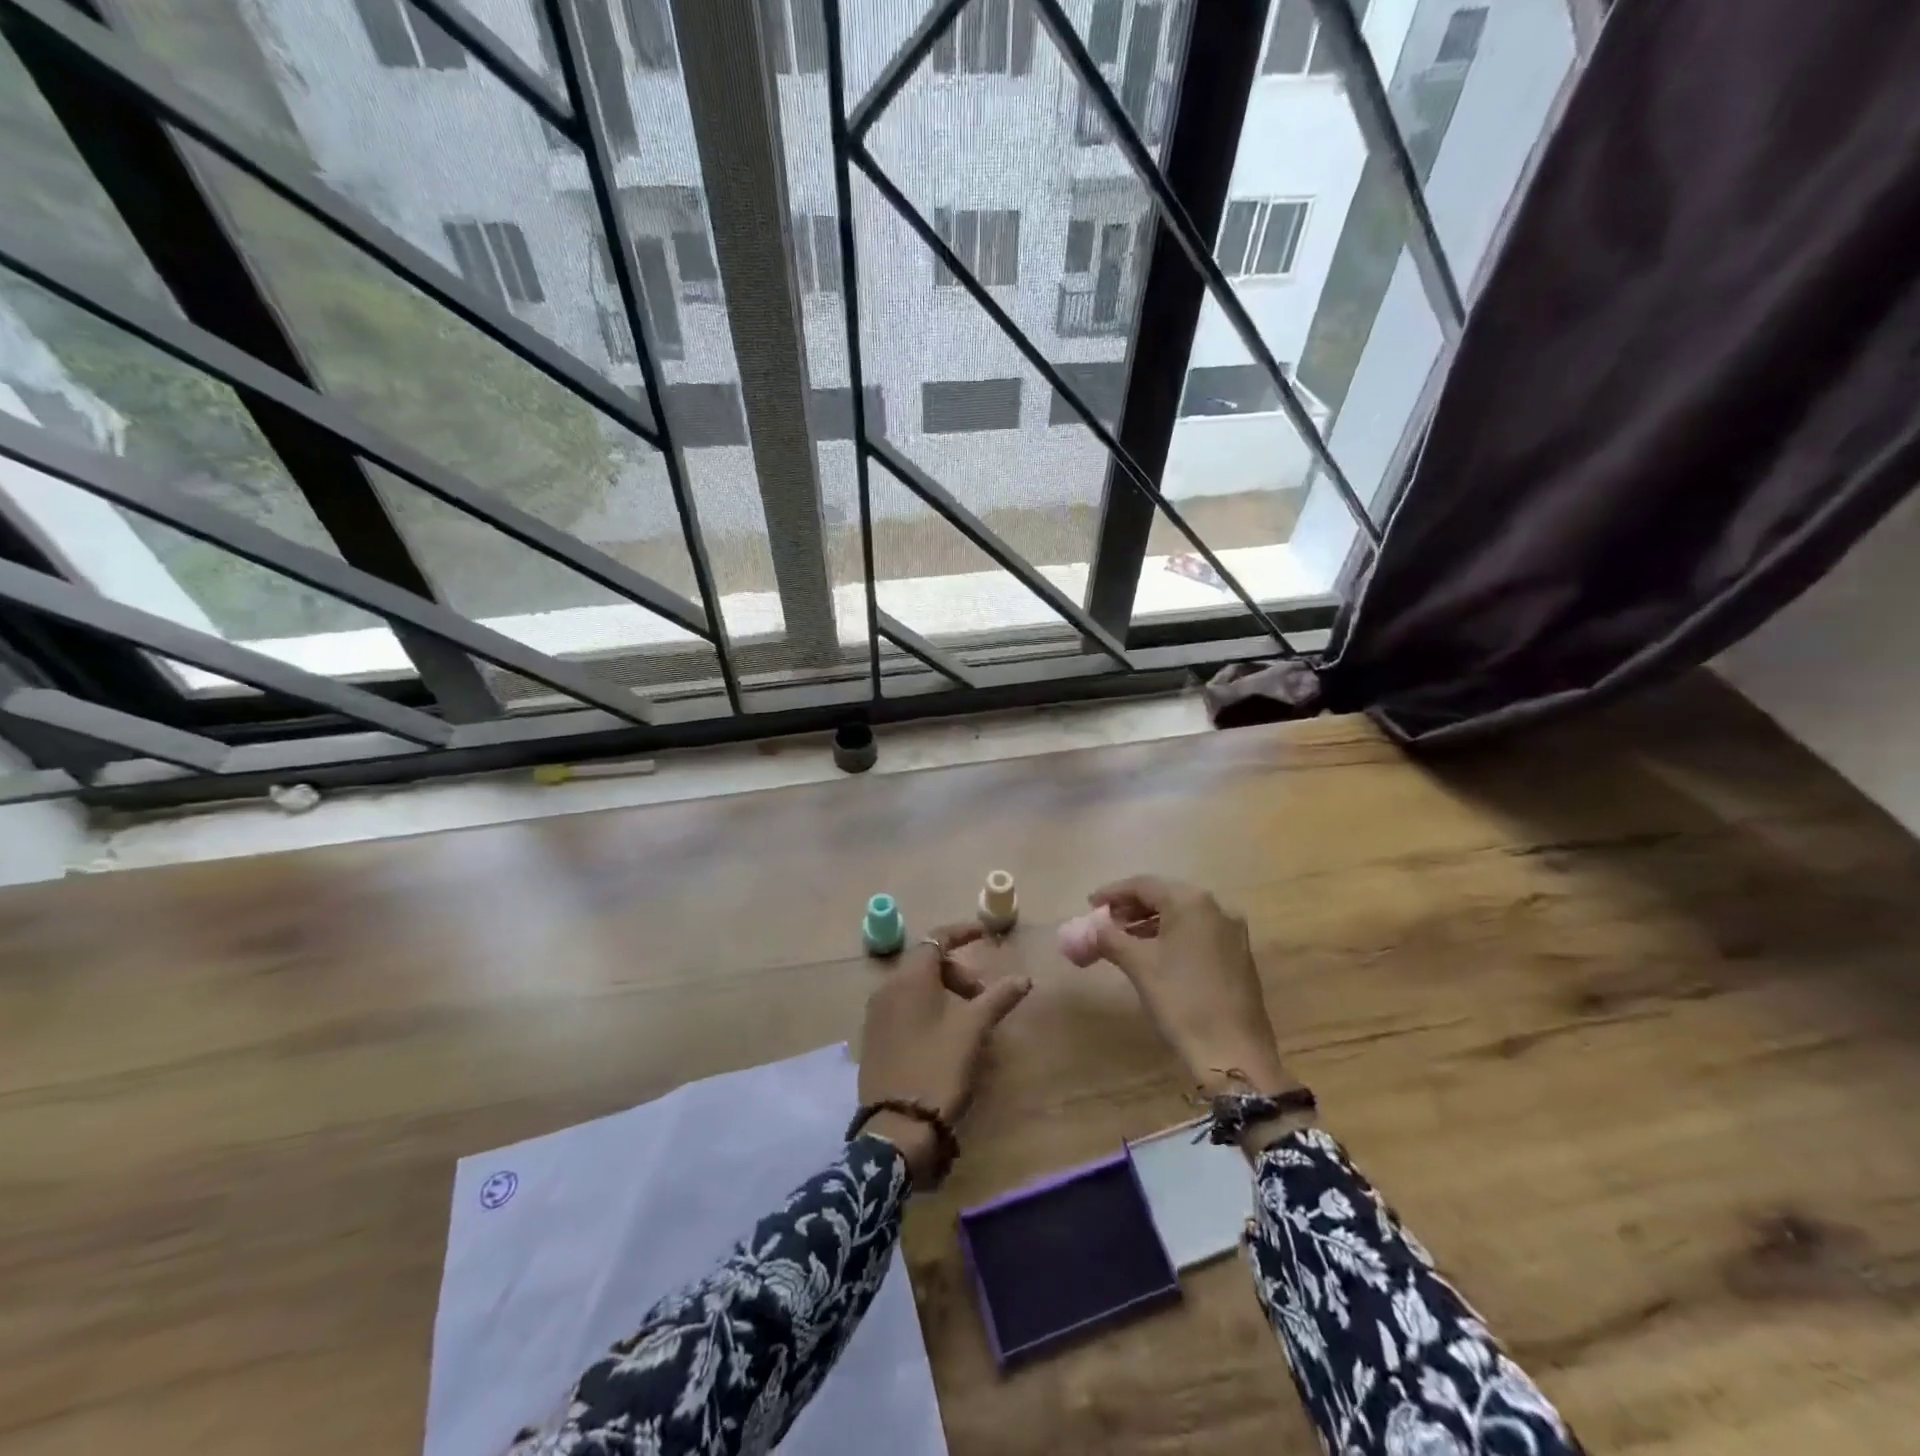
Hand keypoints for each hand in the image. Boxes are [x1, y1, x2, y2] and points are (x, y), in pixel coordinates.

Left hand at [857, 922, 1031, 1184]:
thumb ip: (998, 998)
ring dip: (943, 992)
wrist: (896, 1127)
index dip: (962, 933)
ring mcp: (876, 1014)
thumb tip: (1024, 978)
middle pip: (926, 963)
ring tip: (967, 1020)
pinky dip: (926, 1008)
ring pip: (914, 987)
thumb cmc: (937, 1067)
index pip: (936, 939)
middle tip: (982, 998)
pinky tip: (943, 1036)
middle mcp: (887, 987)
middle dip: (957, 972)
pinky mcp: (873, 1038)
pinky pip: (903, 1007)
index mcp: (909, 977)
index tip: (984, 934)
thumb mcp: (973, 1030)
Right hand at [1088, 876, 1291, 1096]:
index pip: (1143, 885)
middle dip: (1131, 907)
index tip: (1090, 905)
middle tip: (1105, 923)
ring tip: (1123, 939)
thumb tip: (1091, 926)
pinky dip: (1172, 936)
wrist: (1234, 1052)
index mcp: (1191, 901)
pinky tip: (1154, 954)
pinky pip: (1197, 933)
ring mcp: (1232, 932)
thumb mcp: (1139, 965)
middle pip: (1165, 896)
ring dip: (1150, 922)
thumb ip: (1110, 938)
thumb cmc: (1181, 1000)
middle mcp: (1216, 908)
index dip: (1113, 893)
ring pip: (1182, 915)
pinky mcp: (1238, 955)